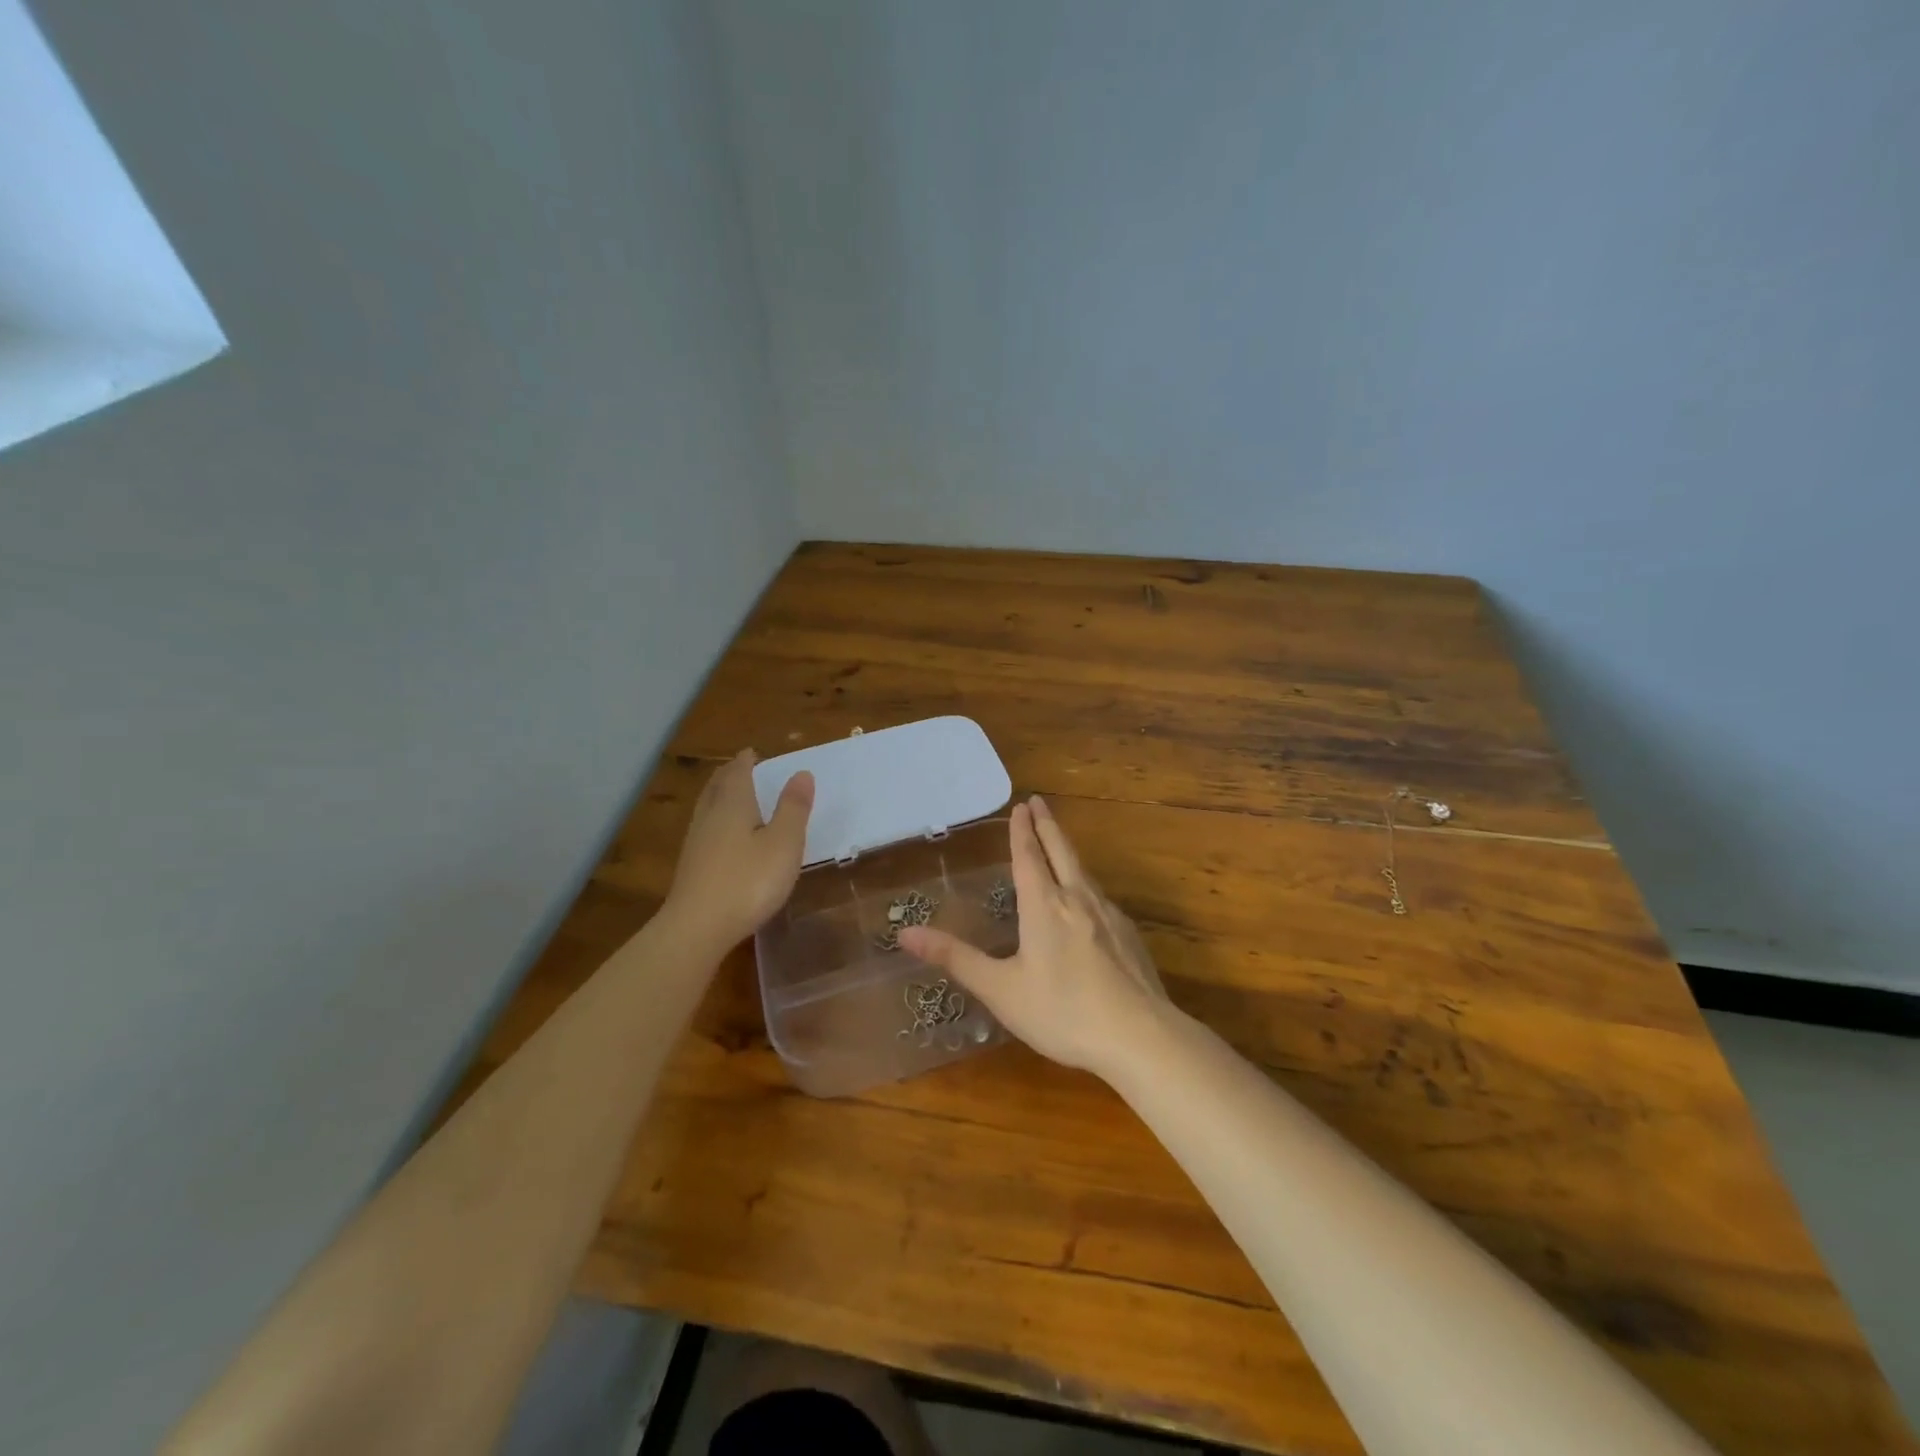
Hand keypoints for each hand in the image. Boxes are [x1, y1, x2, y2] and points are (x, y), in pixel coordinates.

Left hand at [665, 750, 813, 949]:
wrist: (697, 928)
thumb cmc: (748, 881)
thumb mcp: (783, 843)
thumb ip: (793, 808)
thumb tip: (801, 773)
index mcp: (733, 805)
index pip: (738, 773)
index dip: (746, 761)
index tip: (752, 752)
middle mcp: (710, 817)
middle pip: (717, 787)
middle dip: (729, 774)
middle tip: (739, 766)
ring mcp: (696, 843)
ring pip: (707, 807)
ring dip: (719, 794)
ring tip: (728, 792)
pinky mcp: (691, 868)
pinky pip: (704, 829)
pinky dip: (715, 819)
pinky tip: (720, 834)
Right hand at [899, 796, 1169, 1077]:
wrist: (1140, 1036)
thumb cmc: (1062, 1012)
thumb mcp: (1001, 989)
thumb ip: (956, 959)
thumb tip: (905, 933)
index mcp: (1044, 906)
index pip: (1029, 856)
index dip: (1022, 830)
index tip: (1021, 805)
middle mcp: (1077, 899)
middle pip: (1061, 851)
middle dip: (1047, 826)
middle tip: (1040, 802)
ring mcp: (1109, 916)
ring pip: (1084, 871)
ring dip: (1067, 850)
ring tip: (1059, 844)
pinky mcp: (1129, 936)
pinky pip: (1101, 896)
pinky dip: (1086, 882)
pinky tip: (1088, 899)